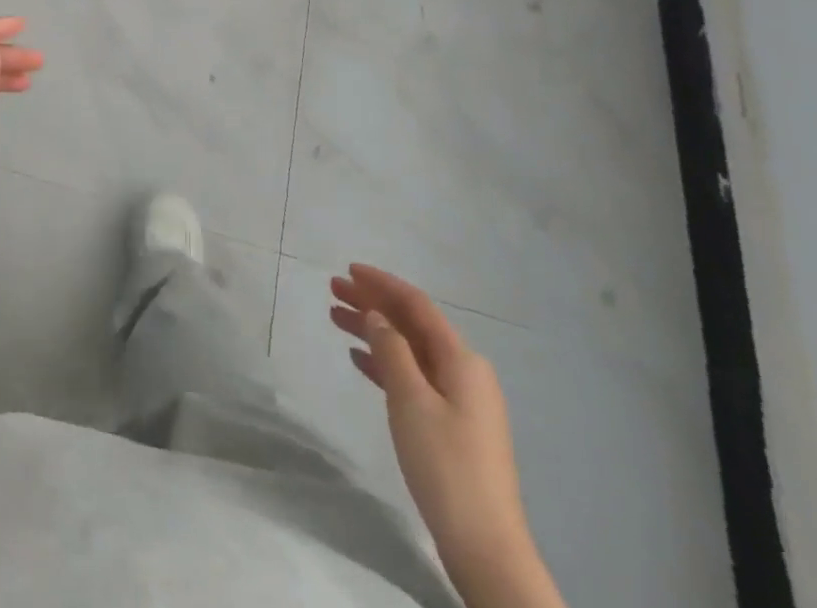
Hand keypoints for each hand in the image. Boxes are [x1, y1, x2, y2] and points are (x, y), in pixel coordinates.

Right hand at [331, 265, 553, 604]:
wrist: (484, 545)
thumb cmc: (445, 464)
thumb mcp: (410, 400)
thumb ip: (391, 350)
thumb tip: (377, 316)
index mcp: (461, 359)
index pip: (416, 305)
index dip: (381, 283)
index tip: (348, 269)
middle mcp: (464, 371)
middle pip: (411, 324)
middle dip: (372, 303)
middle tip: (332, 289)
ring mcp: (459, 399)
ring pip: (409, 349)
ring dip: (374, 331)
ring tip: (334, 317)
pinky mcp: (451, 424)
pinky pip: (412, 375)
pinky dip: (385, 362)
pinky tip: (359, 358)